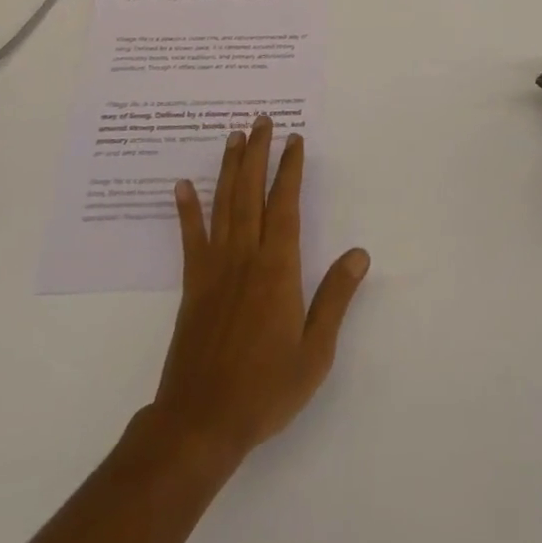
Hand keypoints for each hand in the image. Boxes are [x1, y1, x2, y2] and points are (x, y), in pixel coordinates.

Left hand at [153, 116, 369, 465]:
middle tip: (261, 120)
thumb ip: (335, 298)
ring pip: (223, 205)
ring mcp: (215, 268)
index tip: (294, 140)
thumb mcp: (315, 352)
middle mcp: (245, 257)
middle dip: (258, 153)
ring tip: (234, 137)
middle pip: (251, 193)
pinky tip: (182, 185)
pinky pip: (190, 238)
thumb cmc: (265, 388)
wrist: (201, 422)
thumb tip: (359, 253)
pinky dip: (186, 210)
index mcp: (278, 269)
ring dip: (229, 168)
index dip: (290, 169)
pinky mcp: (192, 284)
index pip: (285, 205)